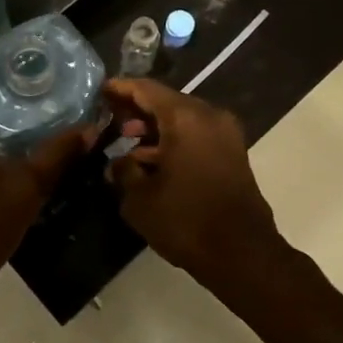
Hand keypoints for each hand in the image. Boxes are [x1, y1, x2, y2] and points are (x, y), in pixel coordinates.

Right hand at [104, 80, 289, 298]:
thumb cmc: (186, 221)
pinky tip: (152, 160)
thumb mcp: (140, 199)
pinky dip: (174, 139)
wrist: (242, 253)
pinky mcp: (233, 152)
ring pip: (182, 118)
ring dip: (155, 127)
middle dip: (137, 110)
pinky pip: (197, 134)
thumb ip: (124, 170)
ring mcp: (225, 133)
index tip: (100, 91)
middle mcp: (209, 115)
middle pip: (166, 101)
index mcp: (185, 117)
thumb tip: (119, 161)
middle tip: (109, 119)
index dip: (121, 88)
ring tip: (127, 143)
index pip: (146, 89)